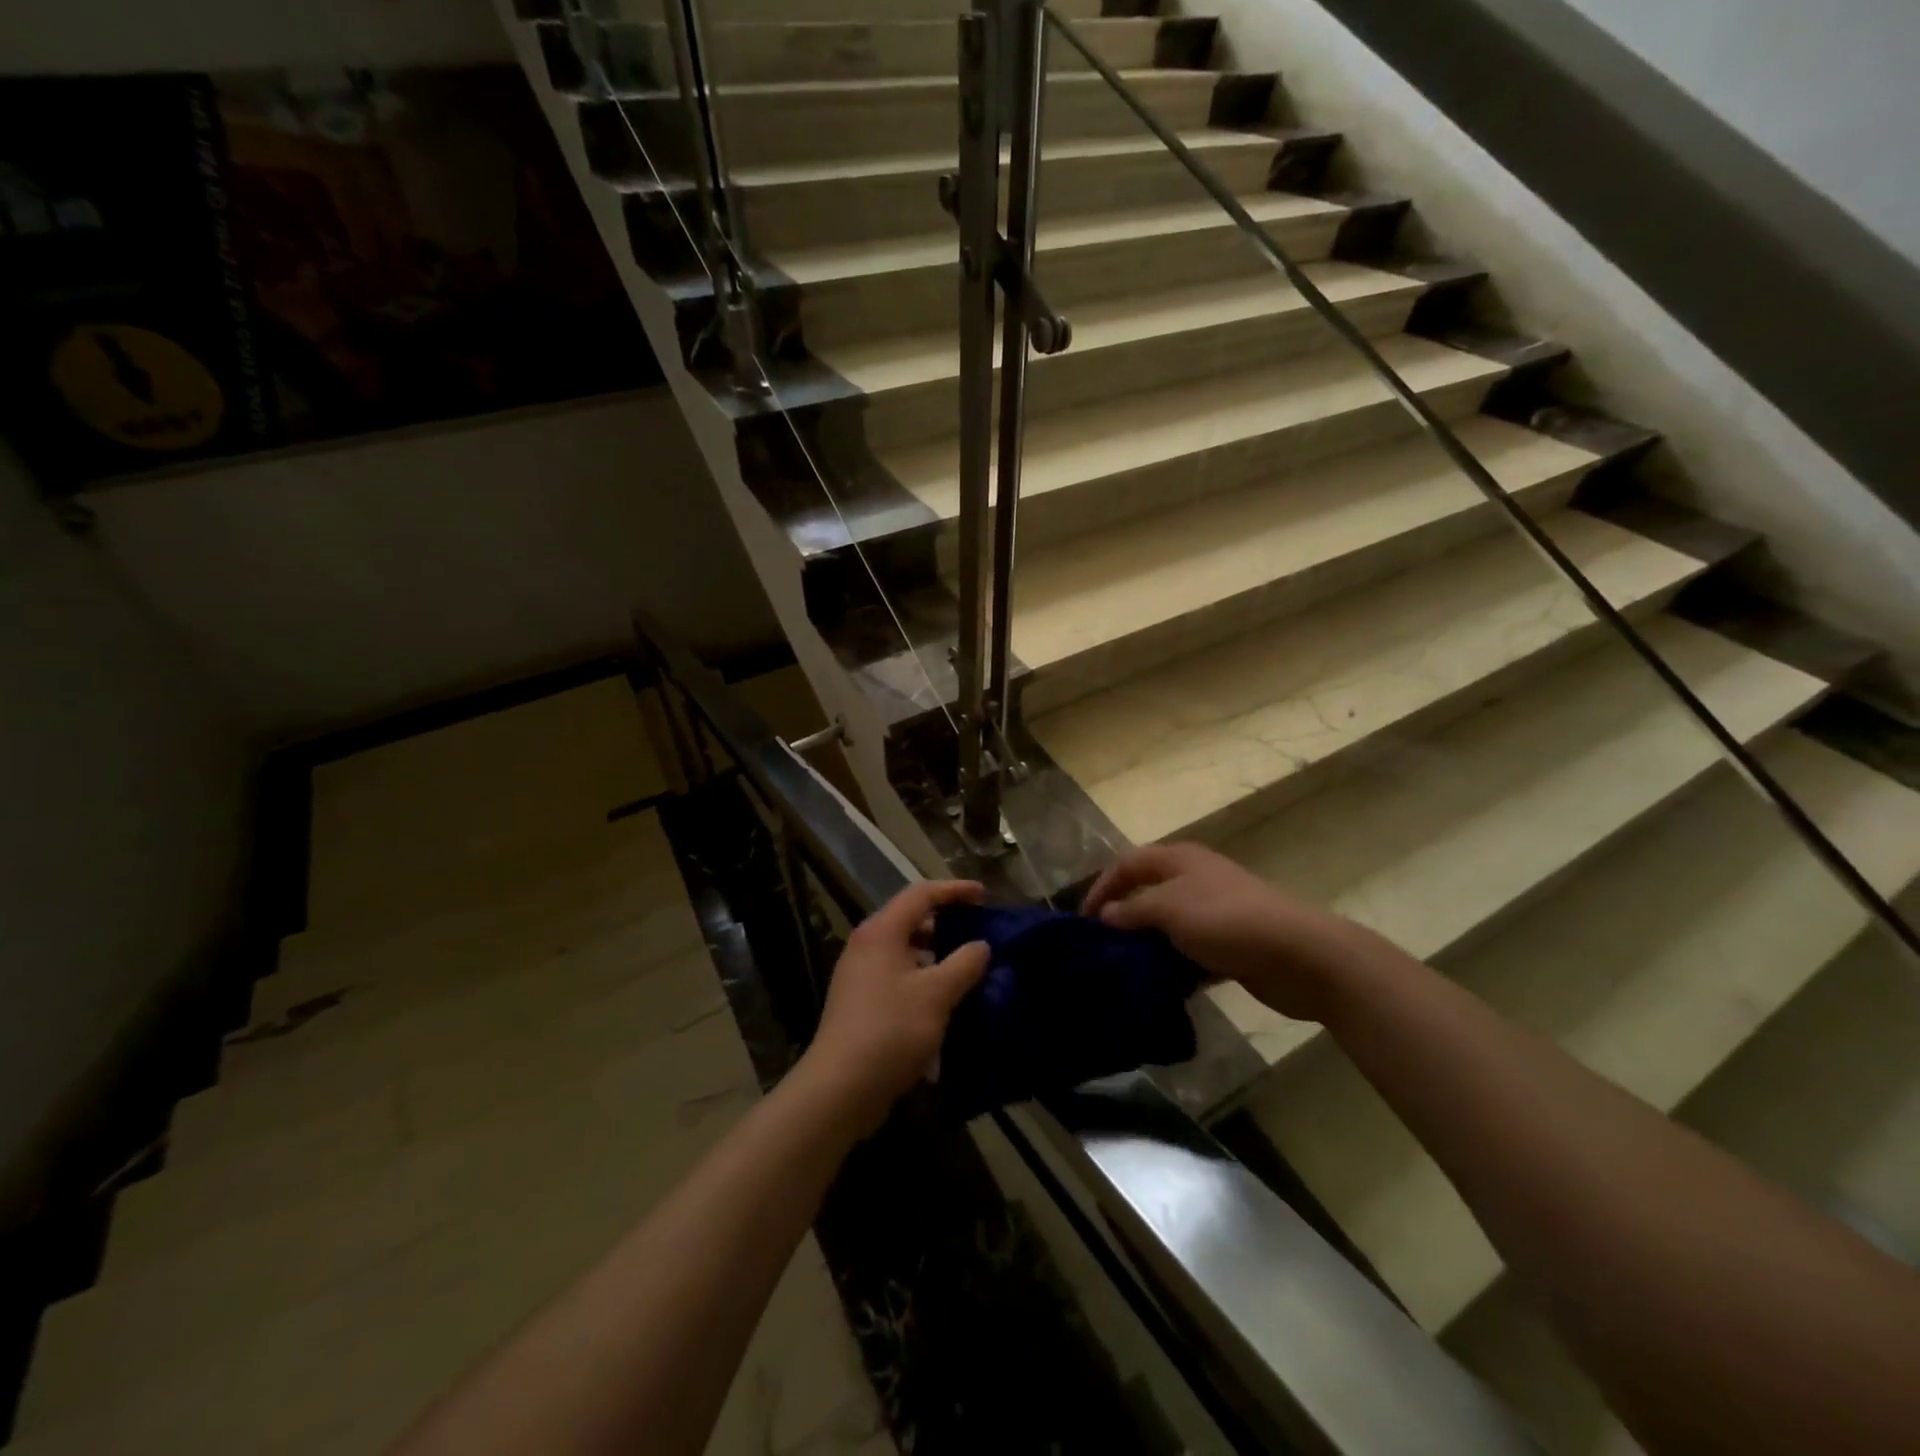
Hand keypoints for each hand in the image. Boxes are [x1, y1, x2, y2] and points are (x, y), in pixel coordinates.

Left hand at [799, 880, 990, 1132]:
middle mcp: (866, 945)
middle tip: (978, 931)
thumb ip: (964, 964)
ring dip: (936, 954)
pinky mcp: (861, 1003)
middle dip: (946, 922)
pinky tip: (944, 1000)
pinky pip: (898, 976)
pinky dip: (923, 978)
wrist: (840, 1088)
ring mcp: (860, 975)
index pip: (921, 894)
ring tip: (967, 967)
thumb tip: (981, 945)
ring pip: (905, 950)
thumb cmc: (891, 1030)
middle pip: (910, 919)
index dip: (954, 890)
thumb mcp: (937, 994)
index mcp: (881, 931)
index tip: (984, 895)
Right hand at [1082, 843, 1373, 1021]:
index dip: (1103, 886)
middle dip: (1123, 919)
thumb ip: (1132, 911)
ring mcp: (1215, 913)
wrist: (1297, 954)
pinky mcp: (1230, 945)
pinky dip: (1175, 968)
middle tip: (1100, 948)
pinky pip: (1191, 954)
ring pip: (1169, 927)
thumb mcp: (1168, 909)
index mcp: (1179, 860)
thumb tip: (1106, 915)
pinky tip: (1160, 989)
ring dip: (1148, 947)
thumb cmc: (1225, 920)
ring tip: (1124, 971)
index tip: (1082, 919)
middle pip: (1148, 894)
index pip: (1129, 864)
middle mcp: (1195, 880)